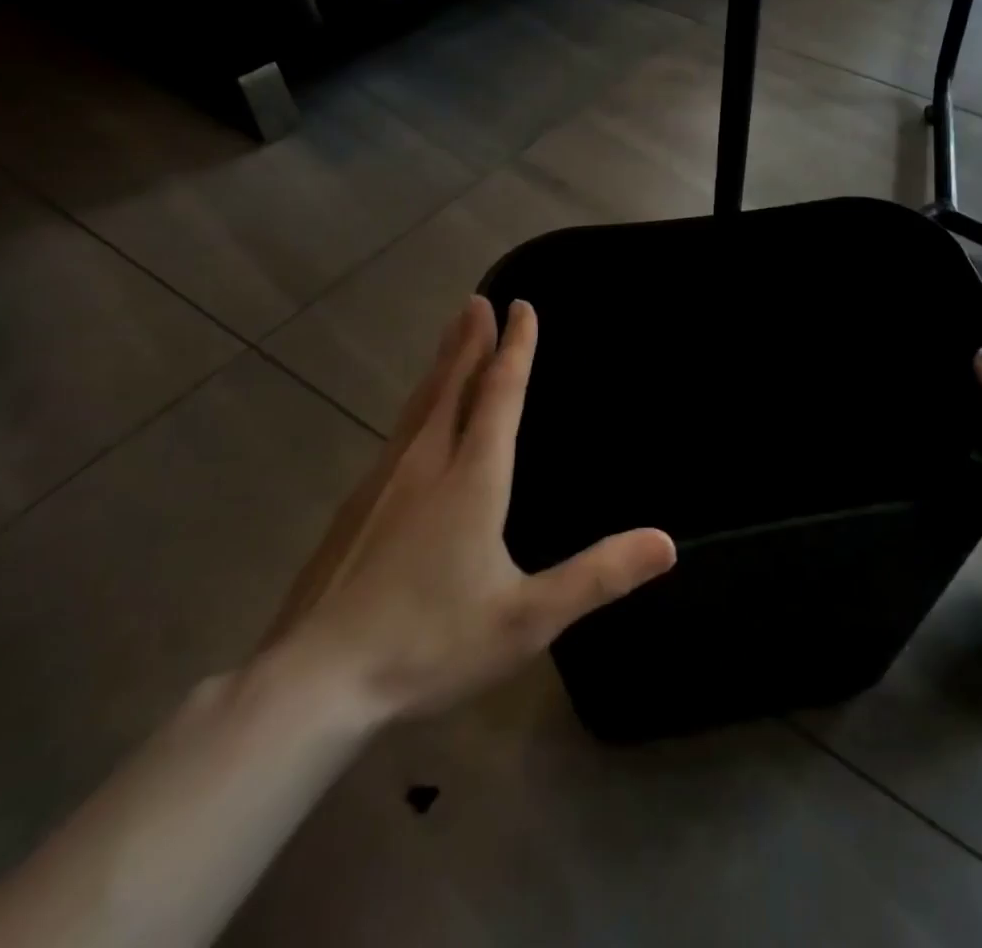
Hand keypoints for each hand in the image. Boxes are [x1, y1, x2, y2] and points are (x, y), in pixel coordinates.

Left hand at [263, 296, 675, 723]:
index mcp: (471, 479)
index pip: (500, 395)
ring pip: (419, 406)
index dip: (516, 349)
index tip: (522, 307)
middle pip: (453, 387)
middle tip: (477, 301)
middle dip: (471, 342)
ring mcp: (383, 483)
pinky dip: (417, 404)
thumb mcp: (527, 619)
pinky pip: (398, 432)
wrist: (315, 681)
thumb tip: (666, 543)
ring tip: (451, 339)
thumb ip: (597, 577)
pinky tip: (413, 421)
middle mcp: (426, 465)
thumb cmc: (429, 643)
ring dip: (441, 366)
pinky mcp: (355, 507)